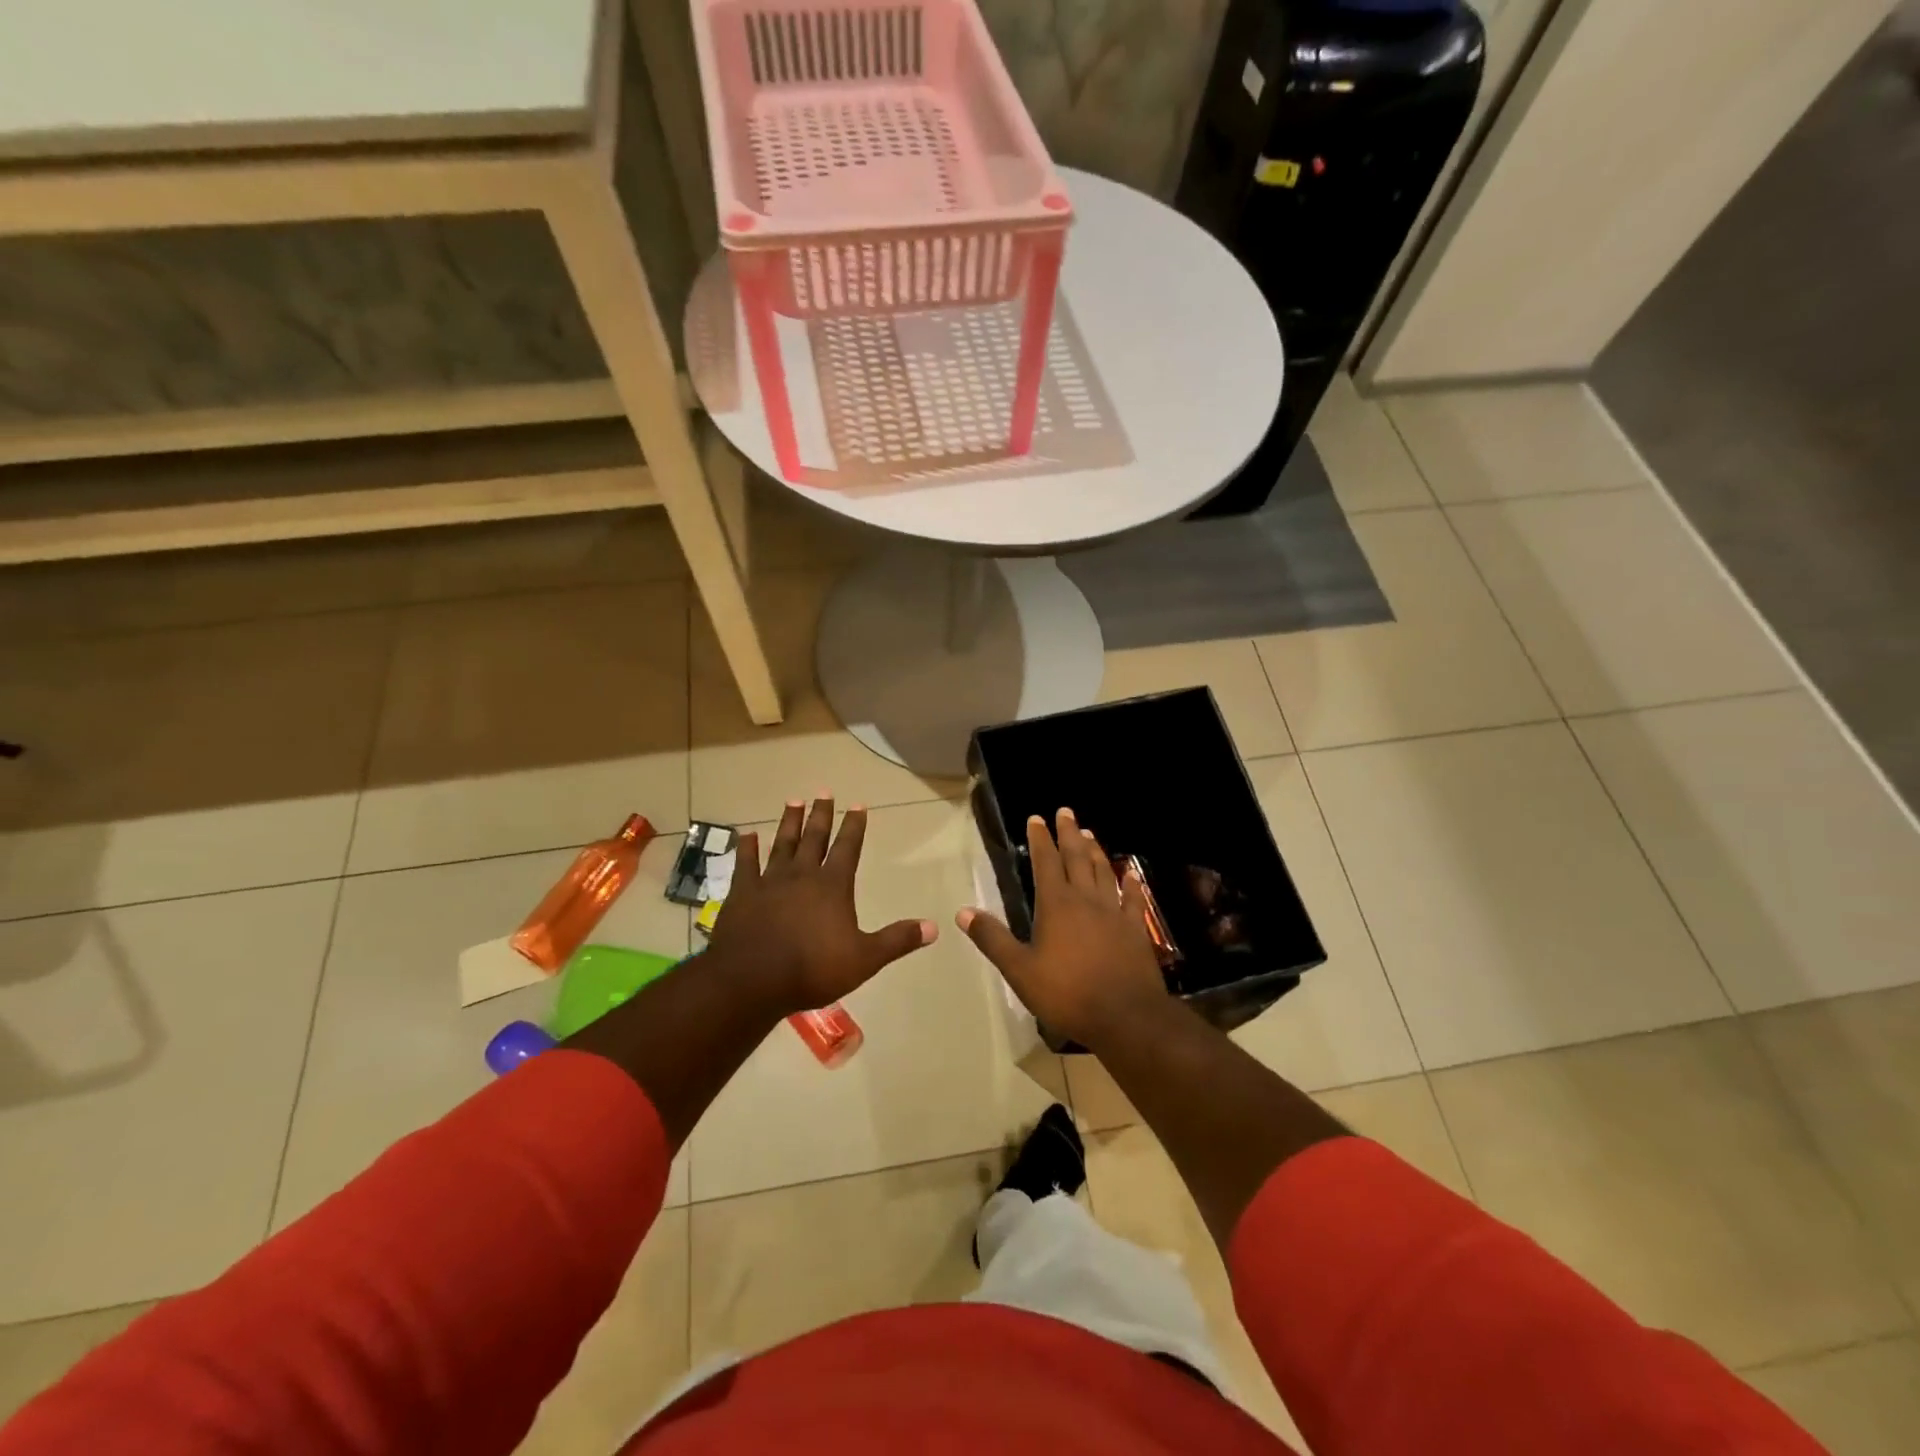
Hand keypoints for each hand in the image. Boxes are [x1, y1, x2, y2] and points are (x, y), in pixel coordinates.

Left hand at [705, 796, 935, 1016]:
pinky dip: (747, 848)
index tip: (858, 804)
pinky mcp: (742, 893)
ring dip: (789, 822)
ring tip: (793, 801)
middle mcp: (802, 875)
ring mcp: (769, 881)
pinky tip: (747, 834)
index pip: (848, 848)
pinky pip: (745, 864)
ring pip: (782, 844)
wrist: (752, 979)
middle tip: (824, 792)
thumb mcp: (864, 959)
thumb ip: (897, 940)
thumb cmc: (813, 969)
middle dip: (821, 815)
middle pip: (814, 838)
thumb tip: (933, 928)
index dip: (854, 826)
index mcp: (833, 886)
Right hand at [957, 808, 1169, 1046]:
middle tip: (1066, 811)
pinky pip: (1132, 899)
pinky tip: (1131, 873)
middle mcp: (1086, 900)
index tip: (1037, 818)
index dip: (1040, 839)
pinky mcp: (1135, 930)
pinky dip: (1131, 883)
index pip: (1045, 862)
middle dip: (1069, 833)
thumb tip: (963, 911)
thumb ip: (993, 939)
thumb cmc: (1067, 993)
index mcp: (1056, 905)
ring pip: (1103, 872)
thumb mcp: (1019, 970)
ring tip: (1089, 833)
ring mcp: (1114, 913)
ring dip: (1095, 850)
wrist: (1125, 1016)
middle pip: (1076, 858)